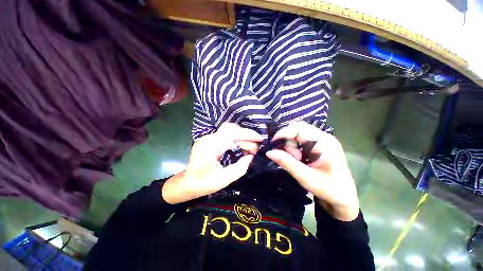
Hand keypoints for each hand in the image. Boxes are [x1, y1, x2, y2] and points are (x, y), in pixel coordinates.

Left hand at [162, 123, 262, 203]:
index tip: (260, 139)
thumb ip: (241, 166)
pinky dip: (236, 139)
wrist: (186, 184)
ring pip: (229, 131)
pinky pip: (225, 136)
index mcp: (212, 145)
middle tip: (255, 147)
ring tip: (250, 147)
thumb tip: (250, 156)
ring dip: (241, 137)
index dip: (248, 134)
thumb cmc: (204, 183)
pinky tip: (241, 146)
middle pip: (232, 129)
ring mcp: (209, 138)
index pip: (233, 133)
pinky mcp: (210, 141)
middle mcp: (209, 138)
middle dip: (246, 136)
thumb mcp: (225, 178)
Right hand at [265, 122, 358, 220]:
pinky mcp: (320, 144)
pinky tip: (299, 157)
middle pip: (298, 128)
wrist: (343, 198)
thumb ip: (287, 163)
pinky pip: (302, 138)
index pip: (298, 129)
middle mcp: (324, 137)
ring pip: (298, 132)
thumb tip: (269, 152)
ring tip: (297, 159)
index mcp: (324, 143)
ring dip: (292, 143)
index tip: (272, 144)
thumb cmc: (328, 189)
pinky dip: (295, 146)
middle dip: (288, 139)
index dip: (283, 134)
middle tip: (290, 156)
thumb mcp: (305, 177)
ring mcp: (323, 139)